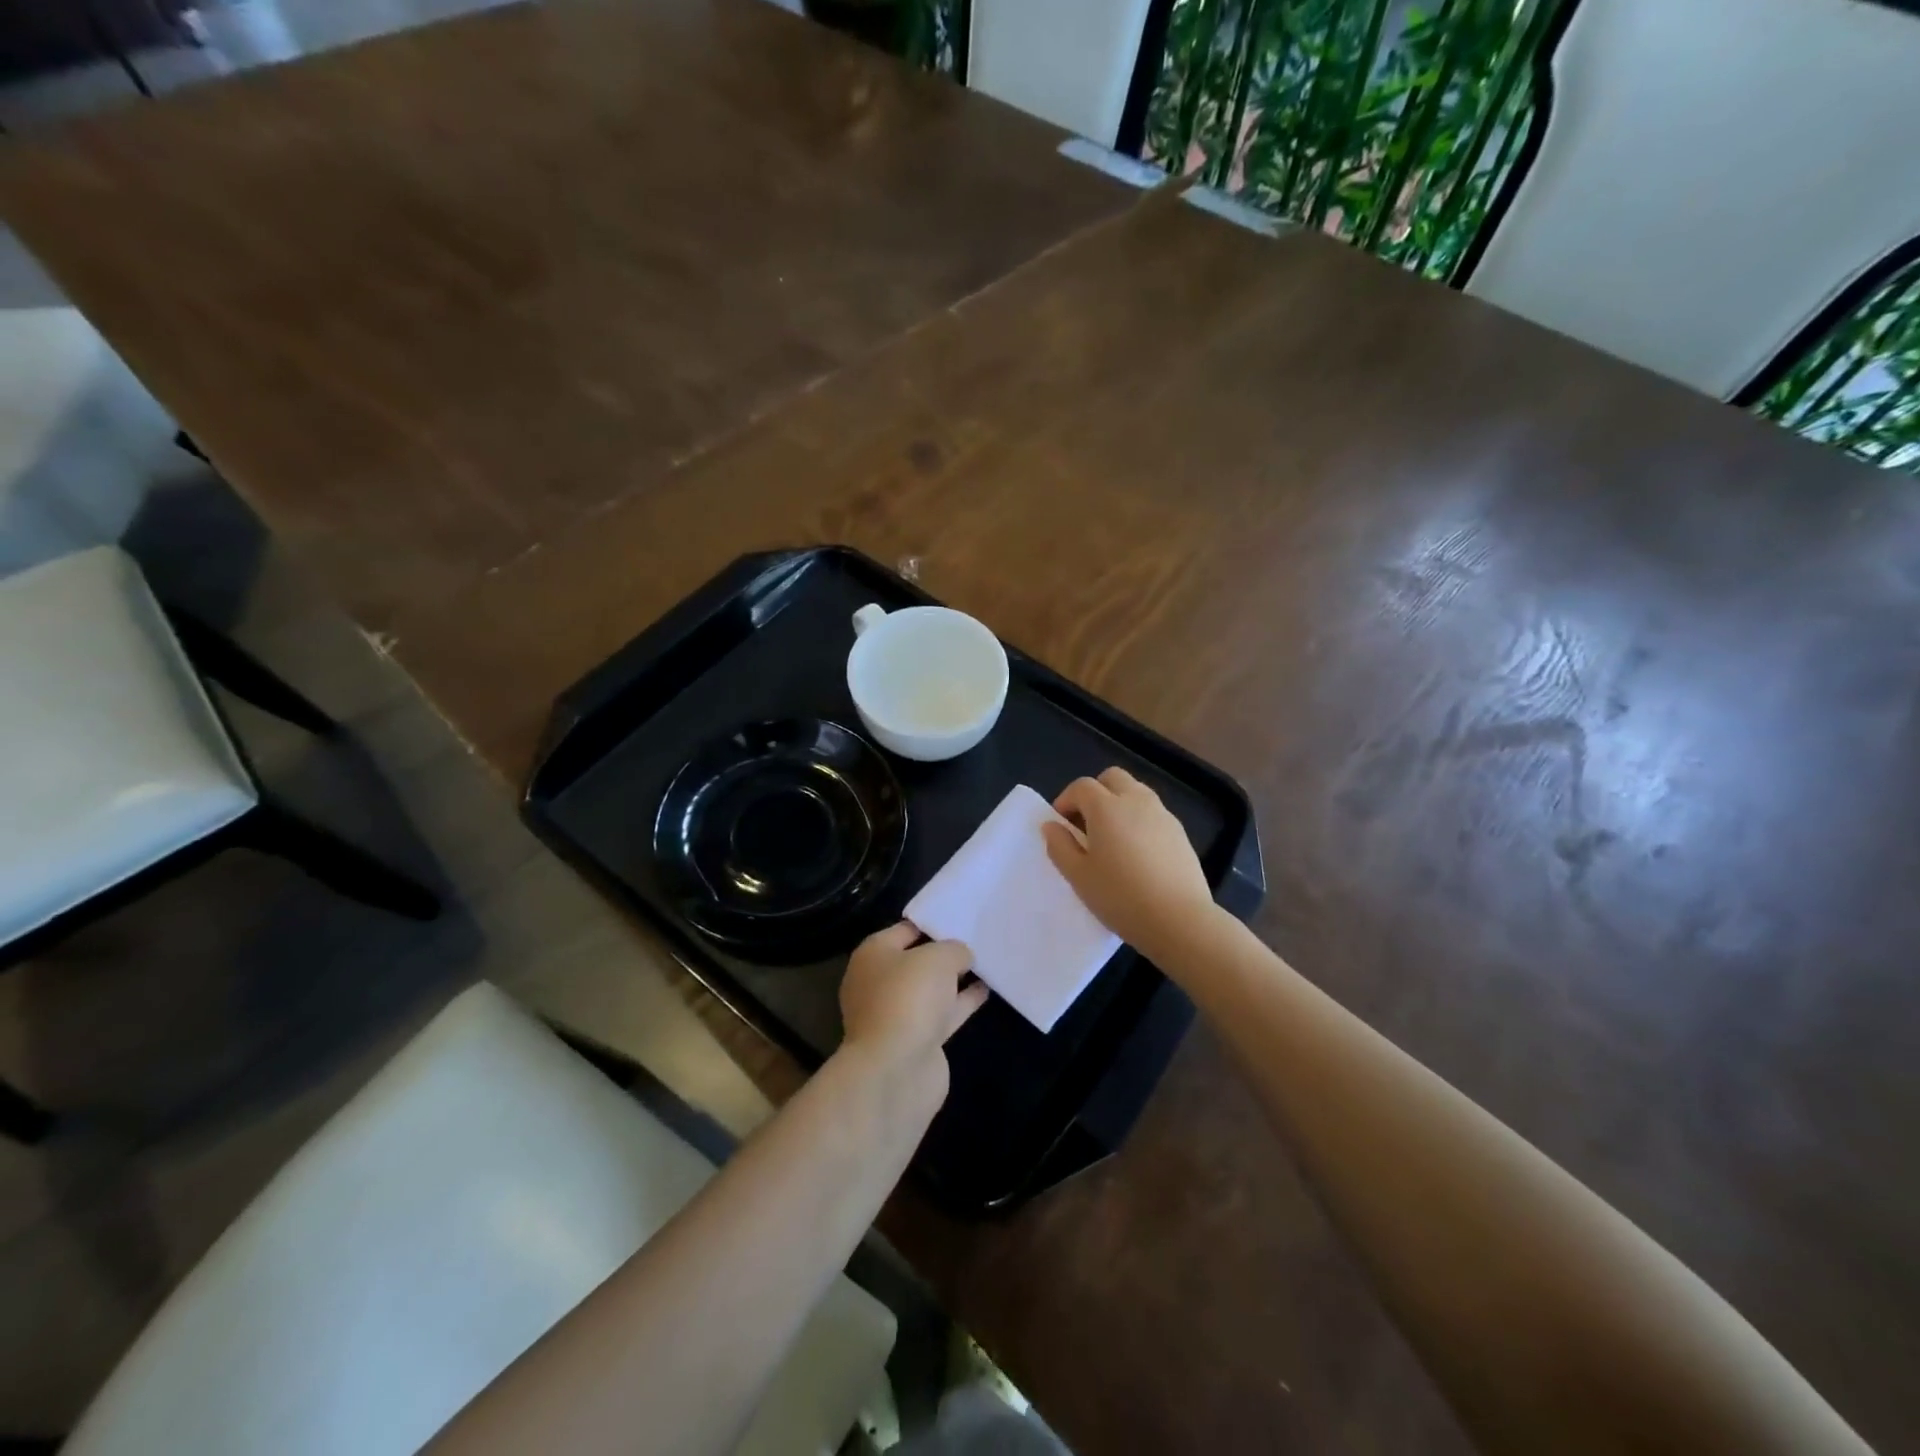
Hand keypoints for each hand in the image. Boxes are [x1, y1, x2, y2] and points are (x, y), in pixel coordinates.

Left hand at [838, 922, 988, 1096]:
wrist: (897, 1069)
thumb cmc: (909, 997)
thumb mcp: (938, 957)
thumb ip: (954, 949)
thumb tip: (961, 956)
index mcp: (873, 955)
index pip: (905, 929)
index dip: (933, 922)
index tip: (961, 917)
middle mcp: (879, 982)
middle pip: (917, 960)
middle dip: (944, 953)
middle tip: (977, 939)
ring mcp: (897, 1014)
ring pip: (931, 989)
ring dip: (954, 979)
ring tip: (987, 962)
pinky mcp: (916, 1040)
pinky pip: (943, 1013)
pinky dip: (961, 1002)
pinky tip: (986, 990)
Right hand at [1043, 767, 1216, 964]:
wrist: (1179, 920)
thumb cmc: (1120, 897)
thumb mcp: (1078, 876)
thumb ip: (1060, 846)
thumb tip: (1052, 825)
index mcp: (1107, 807)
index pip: (1081, 786)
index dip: (1066, 800)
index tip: (1061, 825)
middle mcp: (1136, 801)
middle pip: (1112, 778)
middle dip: (1095, 792)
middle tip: (1086, 824)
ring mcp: (1162, 815)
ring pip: (1136, 791)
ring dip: (1119, 803)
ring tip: (1112, 838)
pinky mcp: (1180, 833)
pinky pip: (1153, 813)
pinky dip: (1139, 820)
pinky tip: (1137, 853)